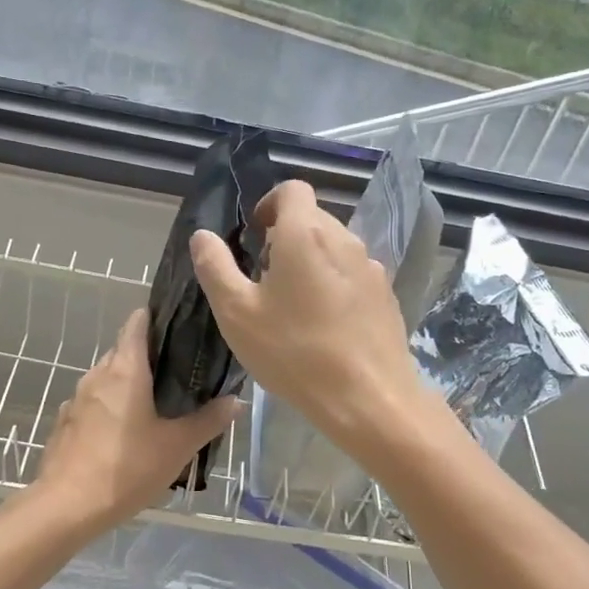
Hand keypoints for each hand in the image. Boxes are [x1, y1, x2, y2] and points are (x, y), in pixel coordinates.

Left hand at [32, 308, 240, 537]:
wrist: (66, 507)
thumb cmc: (126, 468)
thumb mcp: (177, 447)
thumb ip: (208, 420)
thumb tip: (236, 400)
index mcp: (125, 370)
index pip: (137, 322)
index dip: (157, 317)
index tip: (180, 325)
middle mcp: (97, 375)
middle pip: (124, 350)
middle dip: (150, 357)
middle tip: (180, 373)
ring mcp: (76, 399)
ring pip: (107, 379)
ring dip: (129, 385)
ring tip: (156, 405)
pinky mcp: (65, 423)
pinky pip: (93, 404)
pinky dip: (111, 408)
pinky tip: (125, 434)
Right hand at [189, 180, 425, 457]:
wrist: (369, 399)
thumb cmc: (295, 353)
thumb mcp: (237, 313)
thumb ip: (215, 268)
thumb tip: (202, 236)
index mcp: (305, 234)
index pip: (292, 190)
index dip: (268, 204)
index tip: (254, 236)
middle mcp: (344, 239)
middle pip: (313, 218)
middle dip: (286, 236)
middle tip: (264, 278)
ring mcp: (370, 267)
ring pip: (334, 247)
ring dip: (310, 261)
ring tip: (292, 306)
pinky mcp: (386, 295)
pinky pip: (352, 274)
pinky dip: (333, 284)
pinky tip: (323, 326)